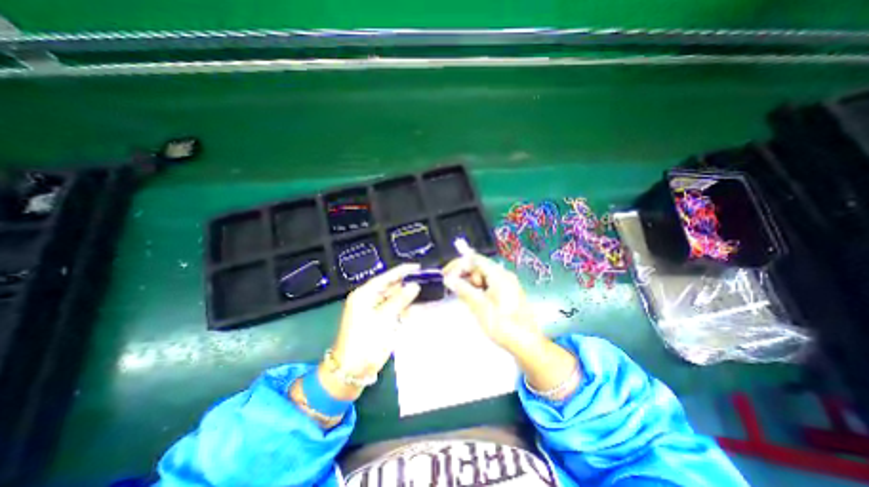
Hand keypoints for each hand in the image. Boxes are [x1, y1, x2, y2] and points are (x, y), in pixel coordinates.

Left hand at [323, 267, 421, 399]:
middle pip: (391, 287)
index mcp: (364, 294)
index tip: (418, 267)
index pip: (386, 277)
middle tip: (426, 282)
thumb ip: (400, 300)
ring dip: (408, 298)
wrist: (351, 371)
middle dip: (407, 285)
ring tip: (425, 294)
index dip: (402, 271)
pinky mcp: (377, 321)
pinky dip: (404, 310)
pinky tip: (416, 309)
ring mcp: (372, 310)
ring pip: (394, 299)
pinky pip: (393, 310)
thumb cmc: (366, 341)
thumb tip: (415, 285)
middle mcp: (368, 299)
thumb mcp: (385, 318)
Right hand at [444, 251, 540, 353]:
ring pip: (483, 277)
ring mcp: (507, 284)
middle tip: (452, 287)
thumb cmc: (503, 325)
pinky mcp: (507, 294)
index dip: (458, 264)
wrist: (527, 345)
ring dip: (470, 283)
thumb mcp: (480, 307)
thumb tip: (448, 278)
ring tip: (462, 296)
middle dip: (464, 275)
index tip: (445, 274)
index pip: (475, 259)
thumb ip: (463, 290)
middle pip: (479, 267)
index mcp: (499, 275)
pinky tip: (473, 299)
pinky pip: (488, 285)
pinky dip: (478, 289)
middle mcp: (504, 275)